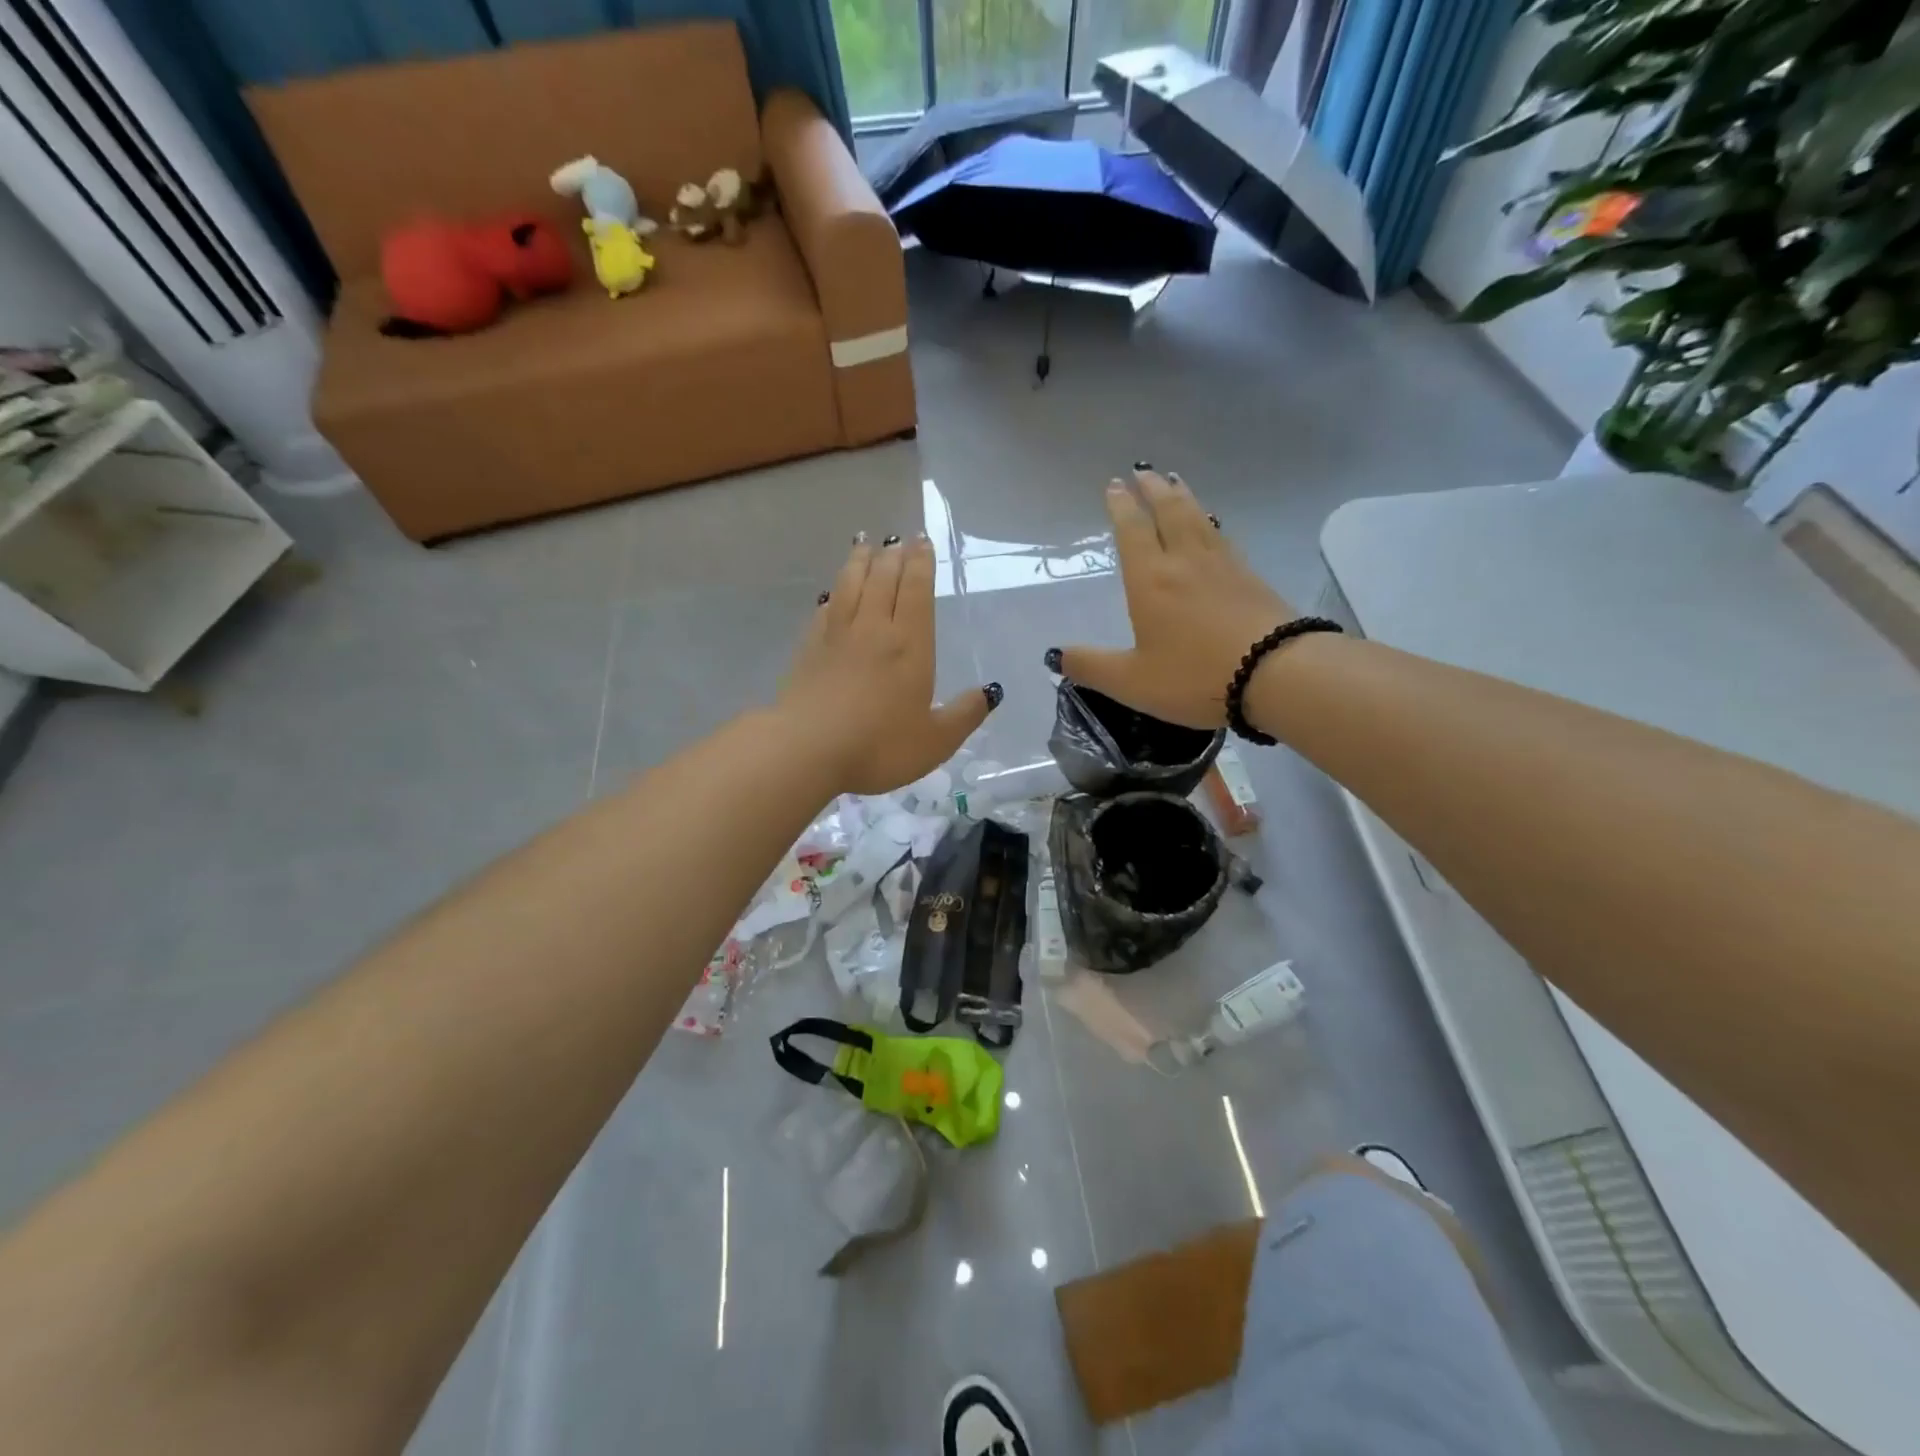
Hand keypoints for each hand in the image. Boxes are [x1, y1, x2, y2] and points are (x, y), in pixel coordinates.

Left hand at [779, 534, 998, 794]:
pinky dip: (832, 594)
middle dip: (893, 554)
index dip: (921, 564)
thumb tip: (990, 692)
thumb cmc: (879, 747)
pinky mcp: (808, 650)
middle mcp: (873, 629)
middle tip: (898, 538)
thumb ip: (964, 715)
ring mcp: (836, 636)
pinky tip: (831, 592)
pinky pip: (823, 610)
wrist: (806, 750)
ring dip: (859, 561)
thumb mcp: (935, 741)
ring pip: (850, 585)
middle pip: (883, 579)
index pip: (916, 591)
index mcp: (910, 645)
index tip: (921, 542)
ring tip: (864, 544)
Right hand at [1056, 469, 1293, 728]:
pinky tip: (1213, 526)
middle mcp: (1185, 562)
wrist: (1276, 674)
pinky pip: (1223, 537)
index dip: (1121, 506)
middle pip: (1168, 512)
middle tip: (1143, 470)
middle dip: (1152, 489)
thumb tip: (1055, 655)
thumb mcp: (1131, 681)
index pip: (1132, 530)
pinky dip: (1211, 521)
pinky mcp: (1251, 578)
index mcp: (1150, 580)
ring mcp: (1223, 566)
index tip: (1114, 485)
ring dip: (1183, 497)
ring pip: (1199, 518)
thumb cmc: (1195, 676)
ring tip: (1175, 482)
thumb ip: (1090, 667)